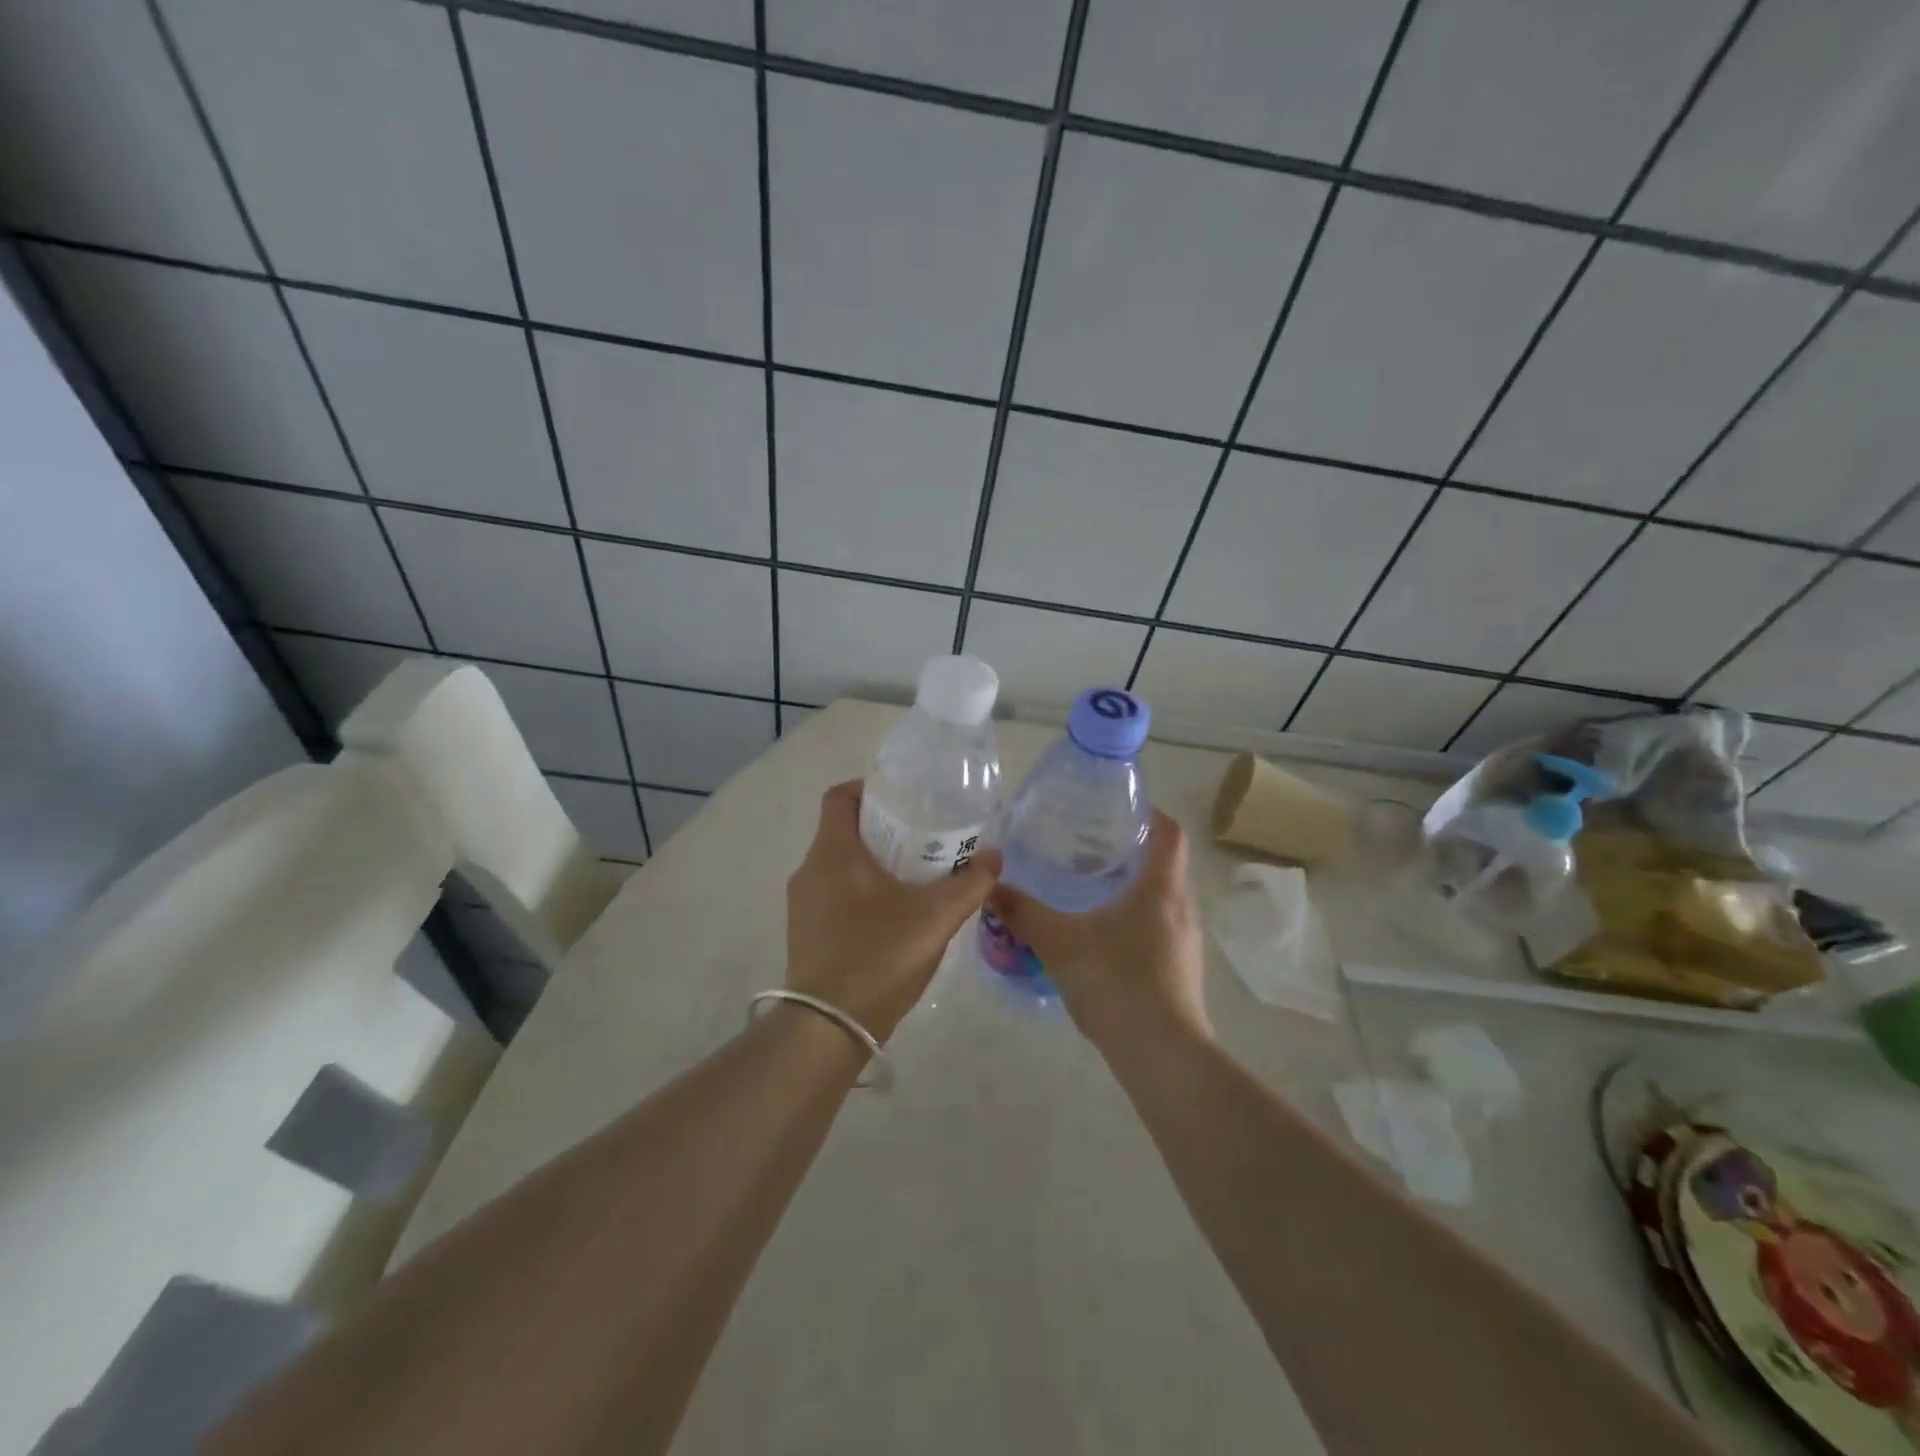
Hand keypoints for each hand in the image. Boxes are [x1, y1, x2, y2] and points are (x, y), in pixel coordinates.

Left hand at [785, 781, 1001, 1042]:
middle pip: (843, 830)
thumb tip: (994, 856)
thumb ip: (970, 884)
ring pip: (839, 865)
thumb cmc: (878, 956)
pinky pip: (833, 894)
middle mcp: (809, 870)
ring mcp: (802, 904)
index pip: (840, 796)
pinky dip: (861, 891)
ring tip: (915, 877)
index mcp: (833, 852)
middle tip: (924, 839)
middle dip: (883, 829)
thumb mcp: (935, 918)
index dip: (869, 788)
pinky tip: (894, 915)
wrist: (827, 1028)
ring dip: (873, 863)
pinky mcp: (805, 932)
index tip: (905, 801)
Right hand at [984, 810, 1208, 1055]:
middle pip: (1166, 864)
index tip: (1120, 809)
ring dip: (1136, 888)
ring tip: (1094, 889)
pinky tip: (1106, 938)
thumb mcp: (1059, 943)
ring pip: (1164, 899)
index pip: (1169, 832)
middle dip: (1133, 851)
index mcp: (1160, 888)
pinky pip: (1163, 929)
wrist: (1162, 1055)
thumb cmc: (1116, 982)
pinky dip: (1139, 920)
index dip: (1150, 814)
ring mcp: (1187, 943)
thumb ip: (1024, 913)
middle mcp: (1182, 908)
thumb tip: (990, 887)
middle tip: (1092, 848)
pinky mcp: (1183, 971)